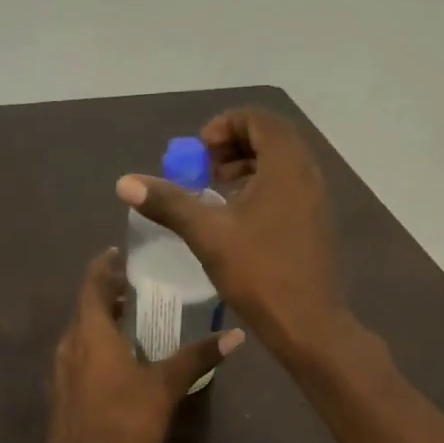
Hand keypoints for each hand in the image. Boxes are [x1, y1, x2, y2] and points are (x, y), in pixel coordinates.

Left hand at [35, 250, 242, 442]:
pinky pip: (79, 359)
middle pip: (85, 309)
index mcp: (91, 333)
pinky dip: (96, 349)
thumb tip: (234, 335)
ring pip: (81, 336)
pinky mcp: (63, 396)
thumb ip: (196, 357)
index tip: (118, 254)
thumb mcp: (165, 386)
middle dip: (107, 295)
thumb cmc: (124, 420)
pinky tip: (119, 364)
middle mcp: (69, 346)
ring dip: (101, 324)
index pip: (92, 285)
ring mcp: (61, 372)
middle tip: (134, 288)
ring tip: (130, 321)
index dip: (104, 266)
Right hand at [115, 108, 348, 363]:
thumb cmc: (259, 273)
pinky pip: (289, 190)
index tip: (199, 152)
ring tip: (218, 194)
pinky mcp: (317, 225)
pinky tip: (239, 223)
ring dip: (248, 169)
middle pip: (272, 138)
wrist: (308, 323)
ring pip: (281, 166)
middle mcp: (308, 174)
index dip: (225, 126)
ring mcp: (317, 201)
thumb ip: (168, 203)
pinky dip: (263, 190)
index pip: (259, 119)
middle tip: (205, 170)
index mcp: (286, 166)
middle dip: (234, 146)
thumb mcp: (207, 235)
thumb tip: (125, 182)